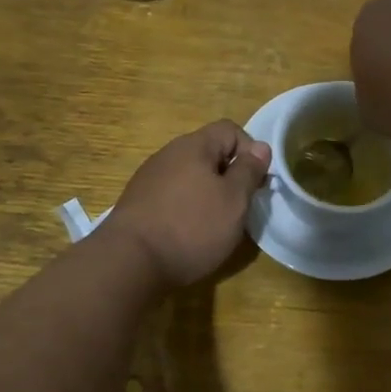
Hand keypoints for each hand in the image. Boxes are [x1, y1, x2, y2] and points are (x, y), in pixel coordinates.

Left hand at [106, 121, 271, 287]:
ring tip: (215, 224)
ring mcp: (149, 178)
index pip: (230, 130)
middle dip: (229, 176)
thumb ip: (249, 171)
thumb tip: (261, 147)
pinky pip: (172, 196)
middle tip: (239, 207)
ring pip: (190, 176)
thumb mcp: (233, 200)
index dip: (250, 151)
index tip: (256, 182)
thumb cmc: (191, 227)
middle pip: (209, 153)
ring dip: (207, 194)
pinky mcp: (138, 203)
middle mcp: (168, 154)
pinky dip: (186, 208)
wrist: (129, 262)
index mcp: (194, 146)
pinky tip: (187, 234)